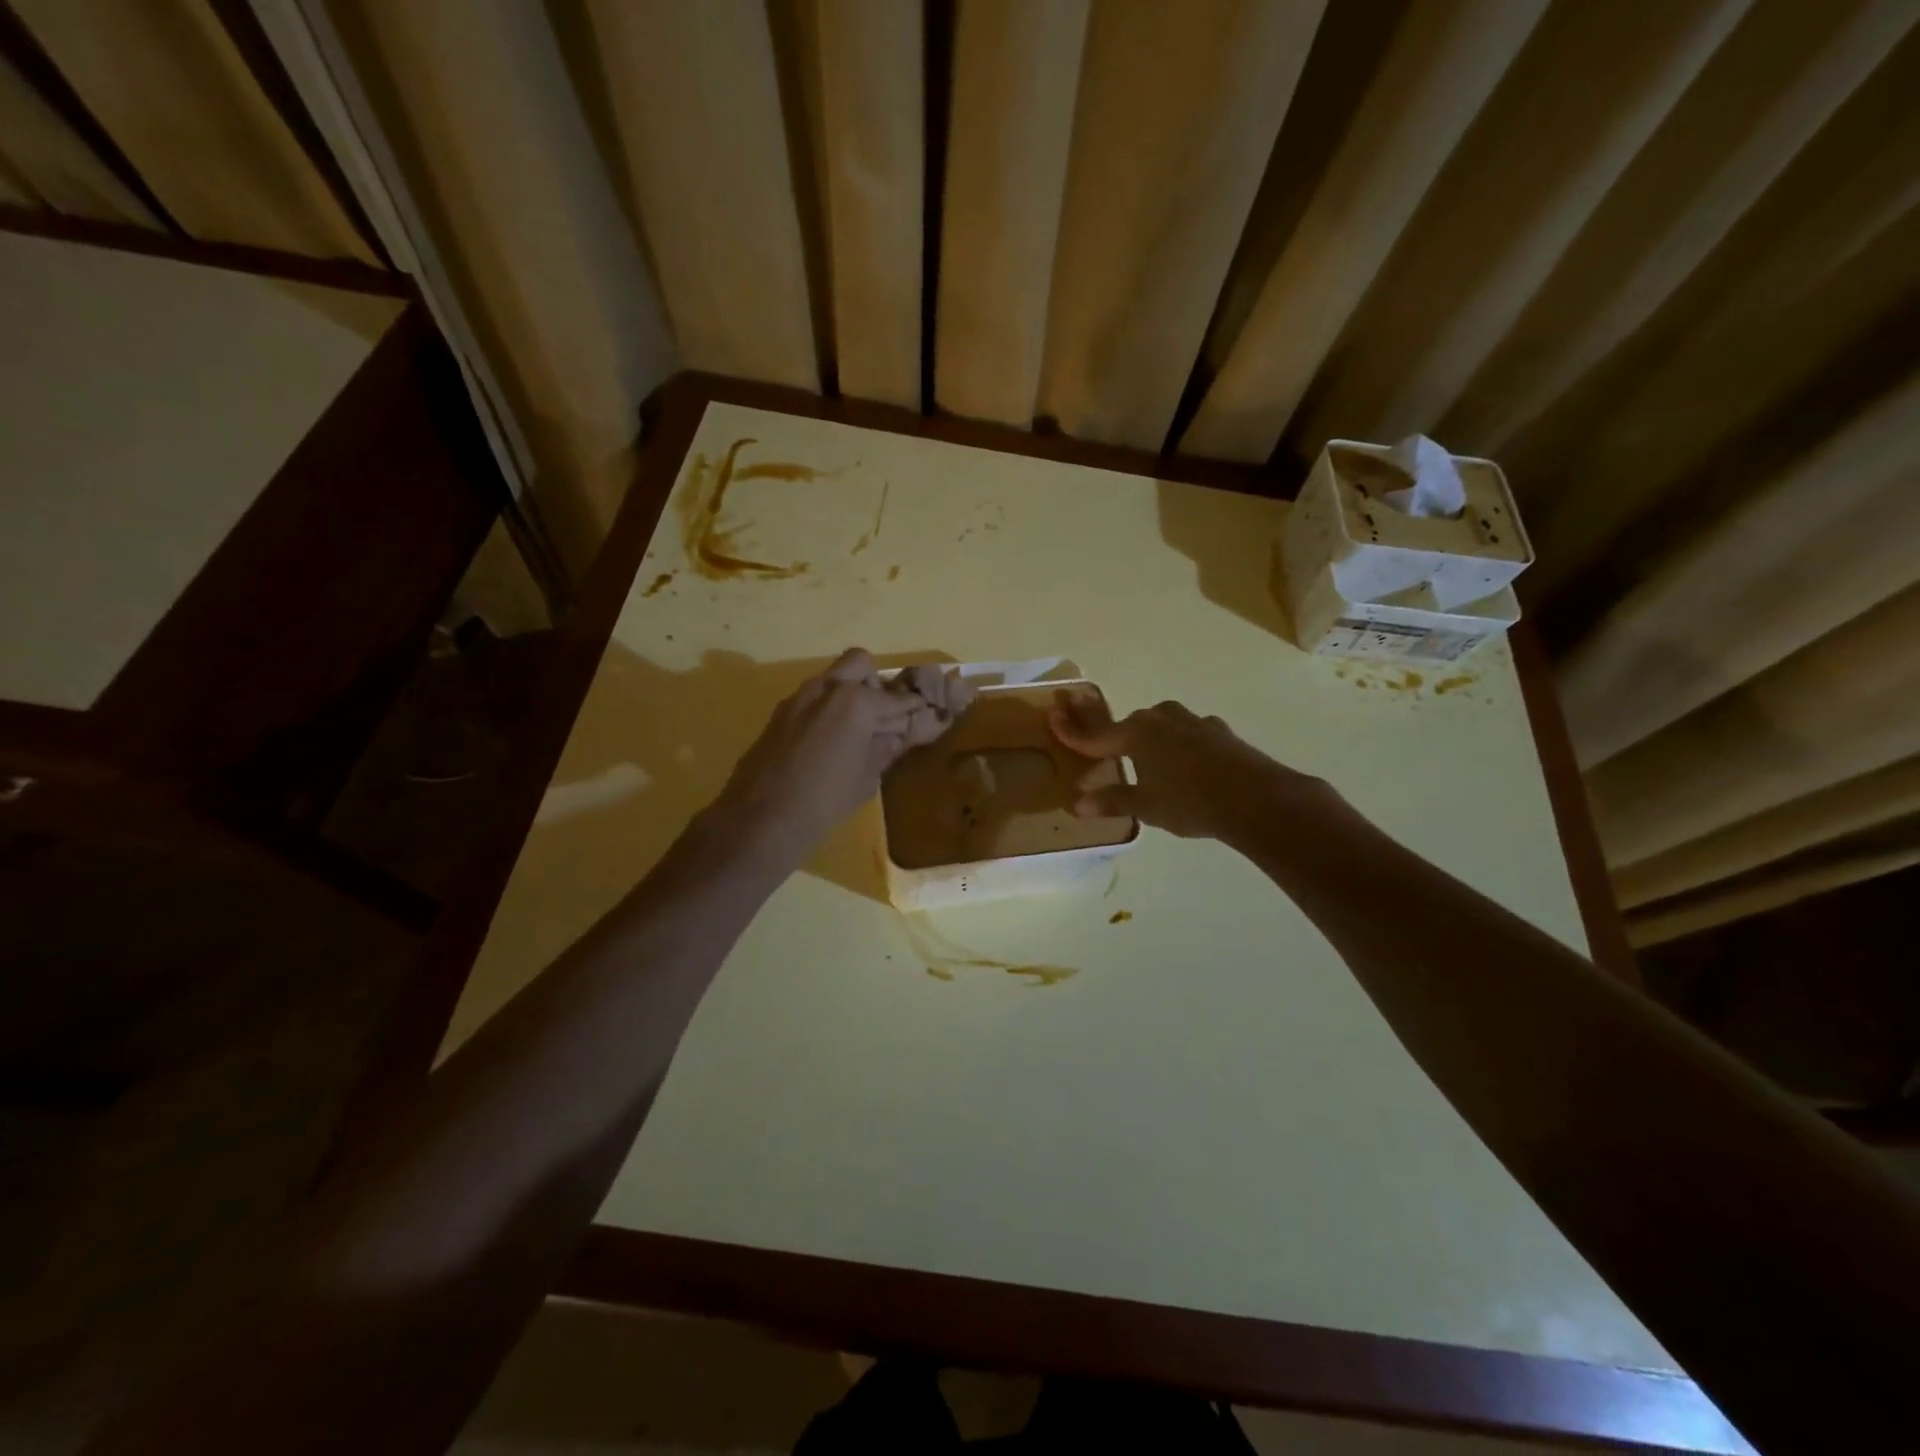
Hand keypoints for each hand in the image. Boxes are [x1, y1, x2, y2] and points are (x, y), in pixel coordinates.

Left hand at [711, 649, 958, 859]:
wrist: (763, 816)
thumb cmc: (827, 799)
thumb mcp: (868, 776)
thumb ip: (887, 747)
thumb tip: (901, 734)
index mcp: (856, 701)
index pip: (896, 699)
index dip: (914, 708)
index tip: (924, 714)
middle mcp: (826, 688)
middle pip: (860, 663)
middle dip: (875, 683)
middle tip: (882, 714)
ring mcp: (798, 697)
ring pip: (832, 678)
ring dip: (849, 694)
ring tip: (857, 731)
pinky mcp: (780, 712)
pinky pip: (812, 698)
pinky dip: (827, 708)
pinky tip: (830, 741)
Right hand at [1048, 692, 1337, 840]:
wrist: (1256, 797)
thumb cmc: (1190, 802)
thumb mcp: (1146, 806)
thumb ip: (1111, 800)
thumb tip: (1077, 803)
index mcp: (1136, 734)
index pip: (1095, 735)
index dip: (1071, 730)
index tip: (1052, 715)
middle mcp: (1161, 719)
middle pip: (1127, 725)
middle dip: (1111, 734)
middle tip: (1098, 743)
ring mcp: (1192, 722)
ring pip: (1159, 725)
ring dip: (1147, 736)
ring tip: (1143, 756)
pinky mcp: (1217, 731)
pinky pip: (1186, 733)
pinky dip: (1177, 744)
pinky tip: (1184, 760)